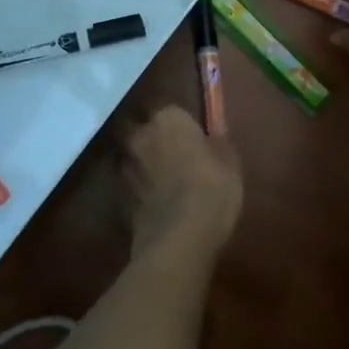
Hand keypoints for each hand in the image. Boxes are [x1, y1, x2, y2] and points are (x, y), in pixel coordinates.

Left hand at [123, 107, 242, 251]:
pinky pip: (132, 185)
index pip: (172, 112)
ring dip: (145, 165)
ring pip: (134, 158)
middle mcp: (141, 135)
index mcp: (168, 119)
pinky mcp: (119, 196)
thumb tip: (213, 137)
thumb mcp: (230, 164)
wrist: (178, 237)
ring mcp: (125, 166)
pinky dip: (141, 191)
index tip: (194, 140)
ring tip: (164, 184)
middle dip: (154, 140)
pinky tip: (157, 205)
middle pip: (144, 130)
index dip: (182, 126)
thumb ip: (217, 145)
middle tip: (174, 157)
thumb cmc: (212, 189)